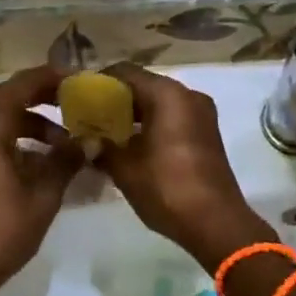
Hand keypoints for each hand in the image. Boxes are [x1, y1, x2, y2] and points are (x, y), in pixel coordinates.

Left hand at [0, 65, 83, 295]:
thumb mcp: (42, 195)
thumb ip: (66, 161)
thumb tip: (92, 140)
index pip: (18, 87)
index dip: (49, 78)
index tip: (78, 79)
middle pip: (7, 99)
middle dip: (42, 97)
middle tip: (75, 101)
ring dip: (31, 121)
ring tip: (64, 137)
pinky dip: (17, 139)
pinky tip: (42, 159)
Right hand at [98, 64, 270, 267]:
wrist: (216, 223)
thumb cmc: (167, 187)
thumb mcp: (125, 168)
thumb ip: (102, 147)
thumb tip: (87, 141)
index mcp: (167, 94)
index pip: (125, 72)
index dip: (99, 81)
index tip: (79, 96)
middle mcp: (187, 95)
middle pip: (144, 85)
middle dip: (115, 99)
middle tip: (89, 116)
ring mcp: (201, 114)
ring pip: (159, 102)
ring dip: (134, 114)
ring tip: (106, 132)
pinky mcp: (206, 133)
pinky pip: (172, 117)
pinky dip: (151, 124)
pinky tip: (131, 145)